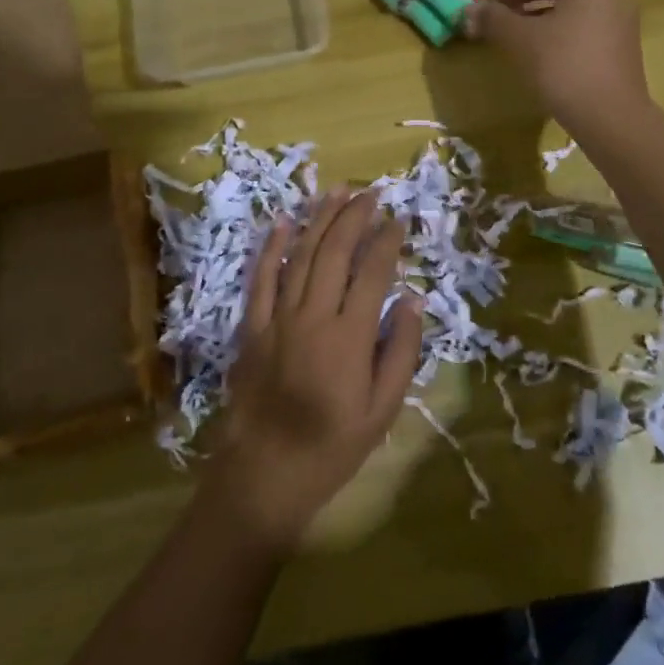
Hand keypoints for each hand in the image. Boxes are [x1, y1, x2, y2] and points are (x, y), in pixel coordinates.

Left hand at [205, 189, 424, 554]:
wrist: (266, 472)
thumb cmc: (333, 446)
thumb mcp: (382, 410)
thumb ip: (400, 352)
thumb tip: (411, 300)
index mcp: (349, 337)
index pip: (372, 272)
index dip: (387, 241)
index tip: (399, 219)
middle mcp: (313, 316)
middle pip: (334, 252)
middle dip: (354, 217)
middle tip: (371, 193)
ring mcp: (278, 318)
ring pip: (300, 255)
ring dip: (319, 220)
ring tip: (336, 192)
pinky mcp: (252, 326)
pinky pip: (261, 278)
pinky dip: (271, 247)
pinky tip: (282, 221)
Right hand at [463, 0, 650, 134]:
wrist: (610, 116)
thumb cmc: (563, 66)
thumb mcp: (520, 39)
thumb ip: (492, 18)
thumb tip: (468, 11)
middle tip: (496, 14)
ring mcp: (619, 17)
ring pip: (570, 2)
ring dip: (536, 11)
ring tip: (511, 31)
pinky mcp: (619, 43)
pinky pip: (582, 21)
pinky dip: (555, 26)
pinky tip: (536, 48)